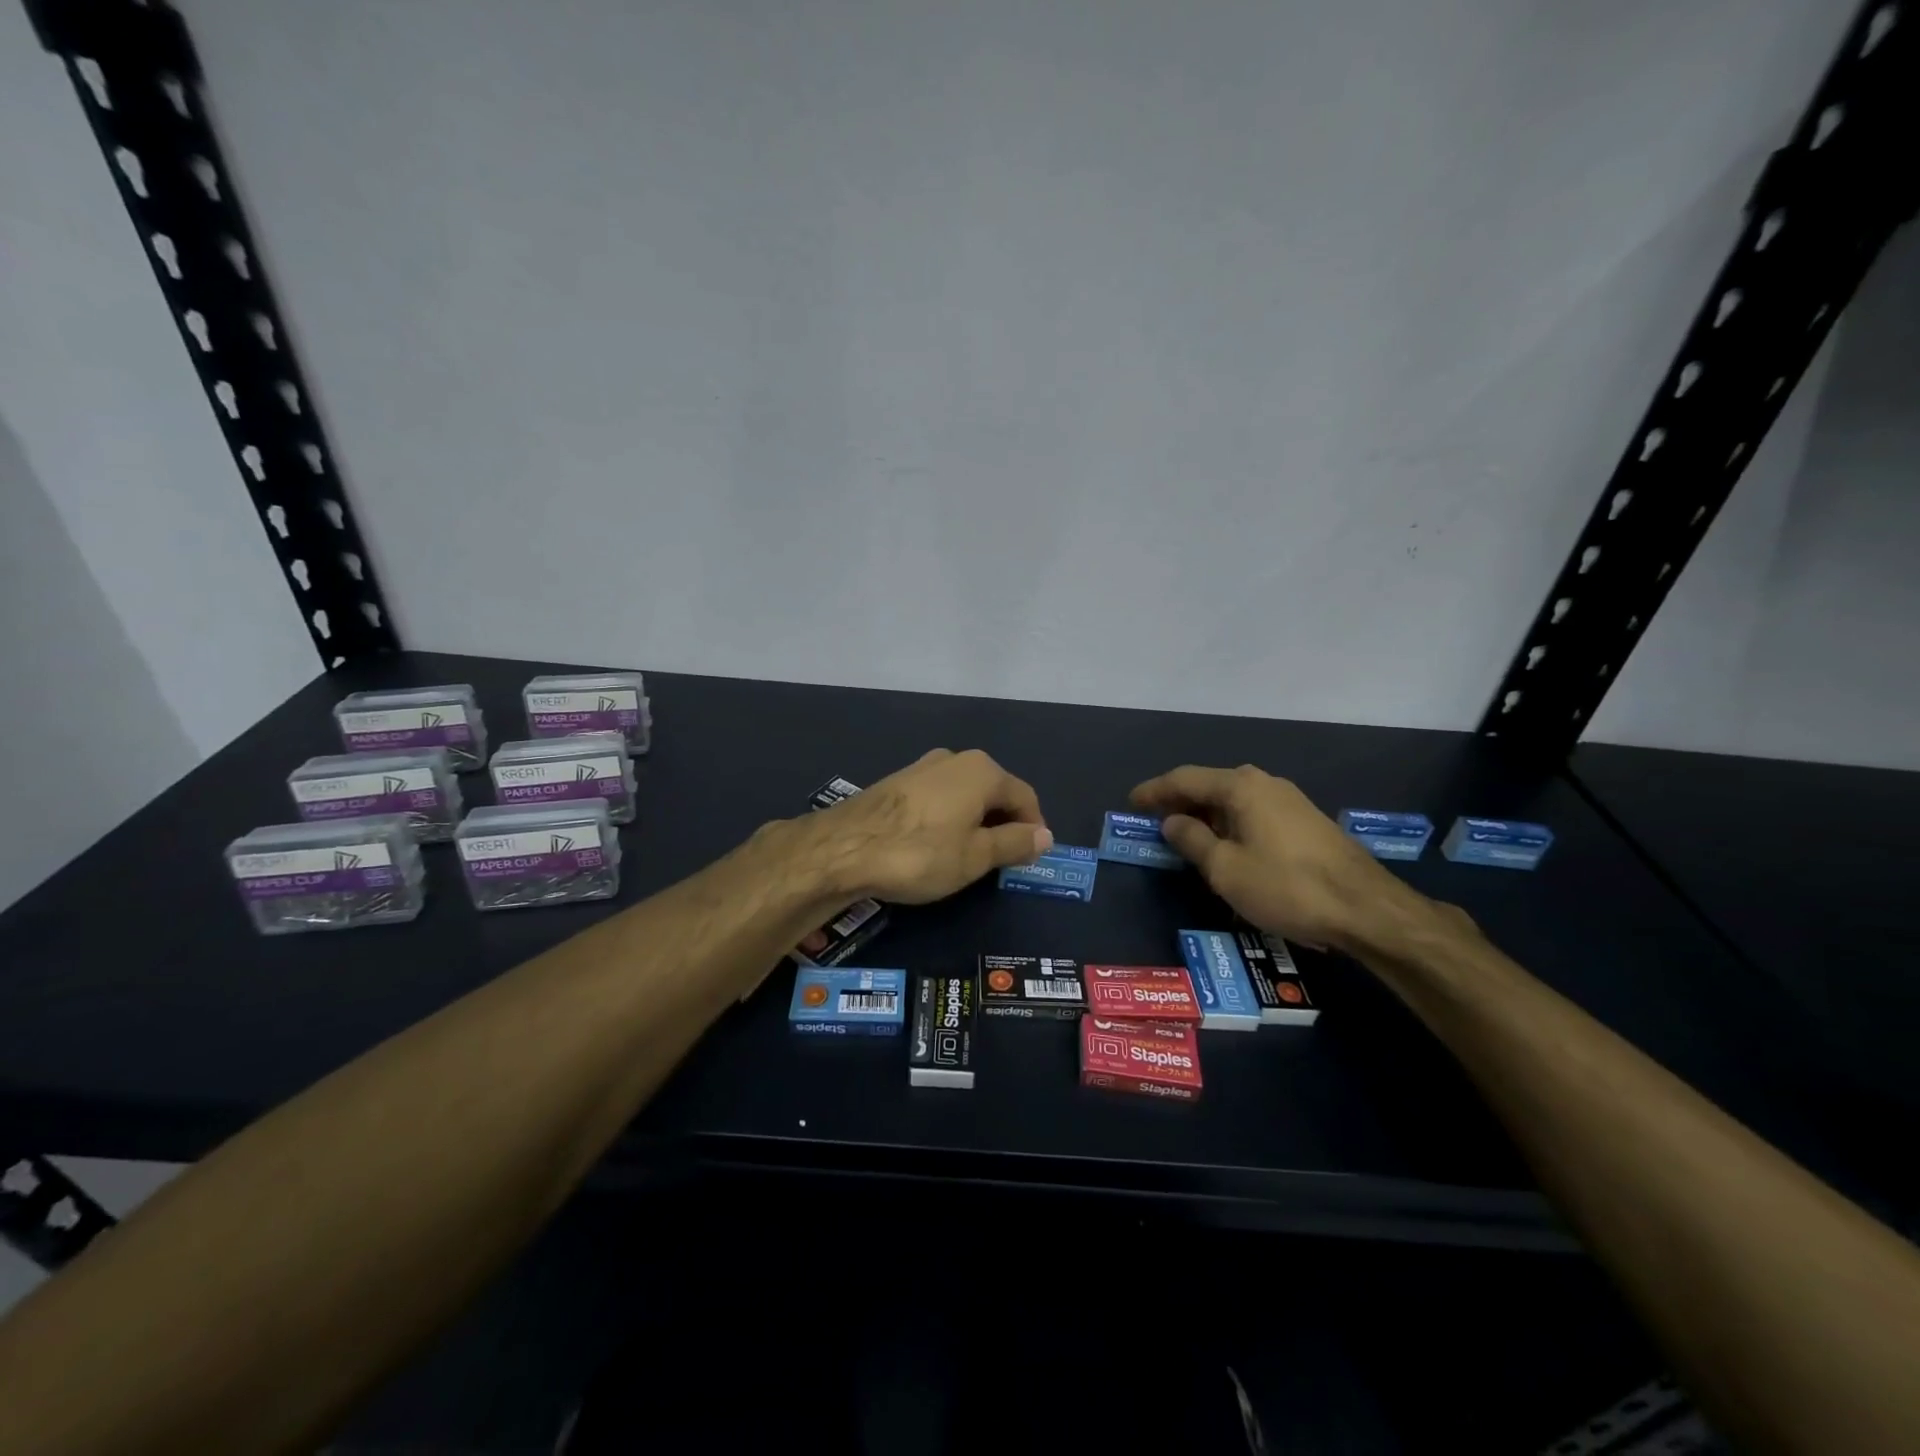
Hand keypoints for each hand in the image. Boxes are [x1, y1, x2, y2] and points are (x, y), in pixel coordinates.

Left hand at [813, 749, 1051, 903]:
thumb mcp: (976, 857)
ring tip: (968, 858)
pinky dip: (948, 819)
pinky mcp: (897, 781)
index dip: (1033, 829)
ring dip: (974, 823)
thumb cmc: (920, 853)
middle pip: (995, 792)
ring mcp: (923, 767)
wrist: (843, 847)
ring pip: (965, 795)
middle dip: (1003, 825)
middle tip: (1001, 863)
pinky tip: (936, 845)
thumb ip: (1014, 843)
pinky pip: (939, 799)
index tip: (1030, 859)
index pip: (1025, 797)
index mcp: (982, 771)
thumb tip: (1044, 835)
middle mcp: (955, 758)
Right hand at [1131, 764, 1440, 952]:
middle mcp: (1264, 783)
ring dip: (1205, 814)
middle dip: (1179, 801)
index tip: (1130, 802)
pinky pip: (1253, 812)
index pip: (1184, 779)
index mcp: (1240, 786)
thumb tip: (1172, 821)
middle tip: (1153, 820)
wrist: (1366, 908)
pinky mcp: (1305, 821)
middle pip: (1210, 785)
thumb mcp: (1225, 869)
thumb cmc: (1286, 886)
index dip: (1154, 791)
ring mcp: (1289, 800)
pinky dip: (1229, 823)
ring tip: (1184, 834)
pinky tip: (1225, 845)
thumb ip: (1192, 840)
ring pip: (1233, 799)